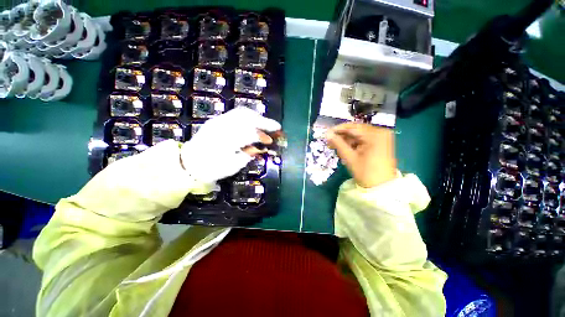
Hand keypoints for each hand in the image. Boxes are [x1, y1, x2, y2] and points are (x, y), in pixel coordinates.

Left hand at [181, 107, 280, 183]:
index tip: (272, 141)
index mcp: (225, 141)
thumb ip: (248, 155)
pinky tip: (255, 122)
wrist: (189, 163)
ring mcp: (218, 120)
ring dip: (258, 117)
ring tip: (266, 124)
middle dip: (264, 121)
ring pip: (242, 112)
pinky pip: (237, 114)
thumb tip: (261, 148)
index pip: (249, 133)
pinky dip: (249, 116)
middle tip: (276, 127)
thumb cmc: (211, 168)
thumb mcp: (232, 166)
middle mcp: (222, 126)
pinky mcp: (217, 120)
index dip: (263, 136)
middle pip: (247, 117)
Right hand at [326, 123, 395, 187]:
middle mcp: (380, 132)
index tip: (326, 133)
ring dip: (347, 141)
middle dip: (342, 136)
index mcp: (375, 134)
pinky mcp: (381, 142)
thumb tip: (326, 134)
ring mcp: (382, 137)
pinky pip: (365, 139)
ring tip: (337, 148)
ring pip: (359, 135)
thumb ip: (338, 144)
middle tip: (330, 143)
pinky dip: (355, 144)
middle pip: (356, 130)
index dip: (337, 130)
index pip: (352, 127)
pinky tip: (346, 149)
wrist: (382, 187)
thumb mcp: (350, 157)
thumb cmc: (365, 173)